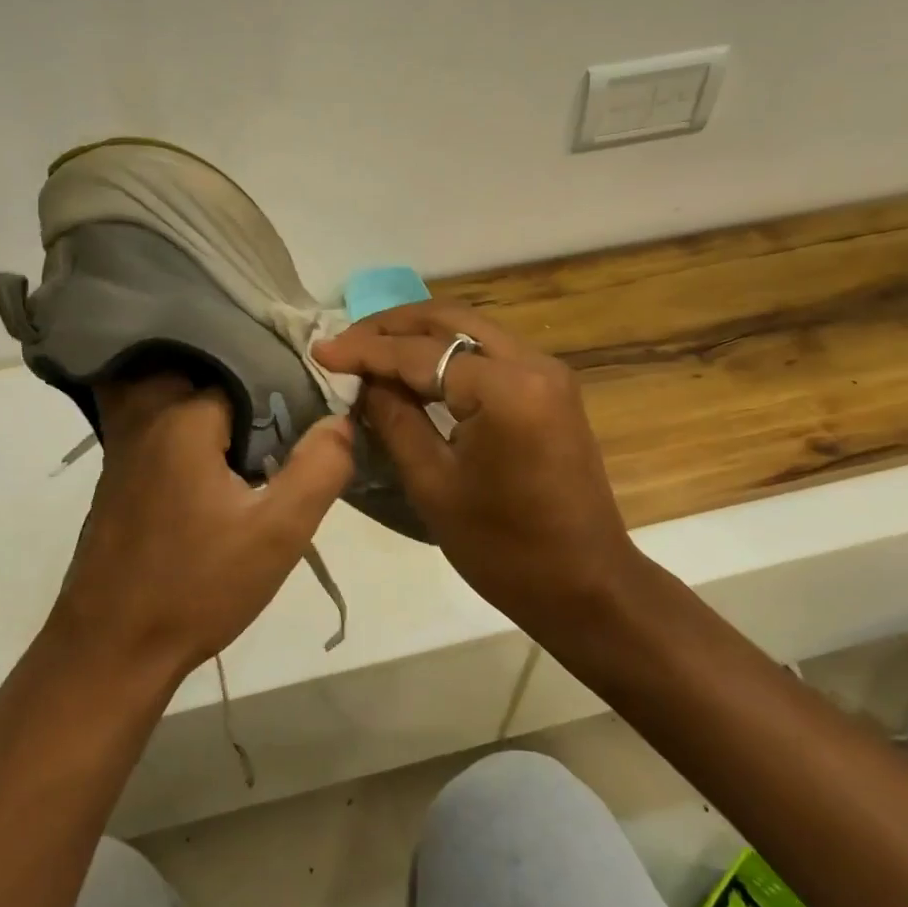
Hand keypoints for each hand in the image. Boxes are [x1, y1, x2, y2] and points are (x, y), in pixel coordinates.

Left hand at [46, 374, 354, 684]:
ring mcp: (124, 448)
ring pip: (180, 401)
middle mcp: (148, 420)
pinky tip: (214, 467)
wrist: (110, 650)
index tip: (310, 422)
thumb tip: (340, 419)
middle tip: (285, 427)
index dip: (283, 395)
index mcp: (185, 419)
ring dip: (215, 410)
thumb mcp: (278, 533)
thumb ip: (318, 469)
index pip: (247, 375)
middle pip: (208, 379)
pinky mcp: (116, 476)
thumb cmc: (198, 588)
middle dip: (248, 393)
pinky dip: (188, 430)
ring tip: (254, 439)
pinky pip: (159, 428)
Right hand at [313, 302, 638, 634]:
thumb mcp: (433, 484)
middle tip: (345, 341)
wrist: (586, 585)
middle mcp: (533, 364)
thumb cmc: (504, 548)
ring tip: (371, 350)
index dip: (365, 350)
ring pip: (471, 329)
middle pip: (450, 320)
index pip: (420, 353)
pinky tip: (415, 368)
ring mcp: (548, 373)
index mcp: (505, 389)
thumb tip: (366, 381)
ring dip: (420, 334)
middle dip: (392, 325)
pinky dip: (448, 351)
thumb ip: (395, 419)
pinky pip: (490, 351)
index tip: (320, 350)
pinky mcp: (551, 389)